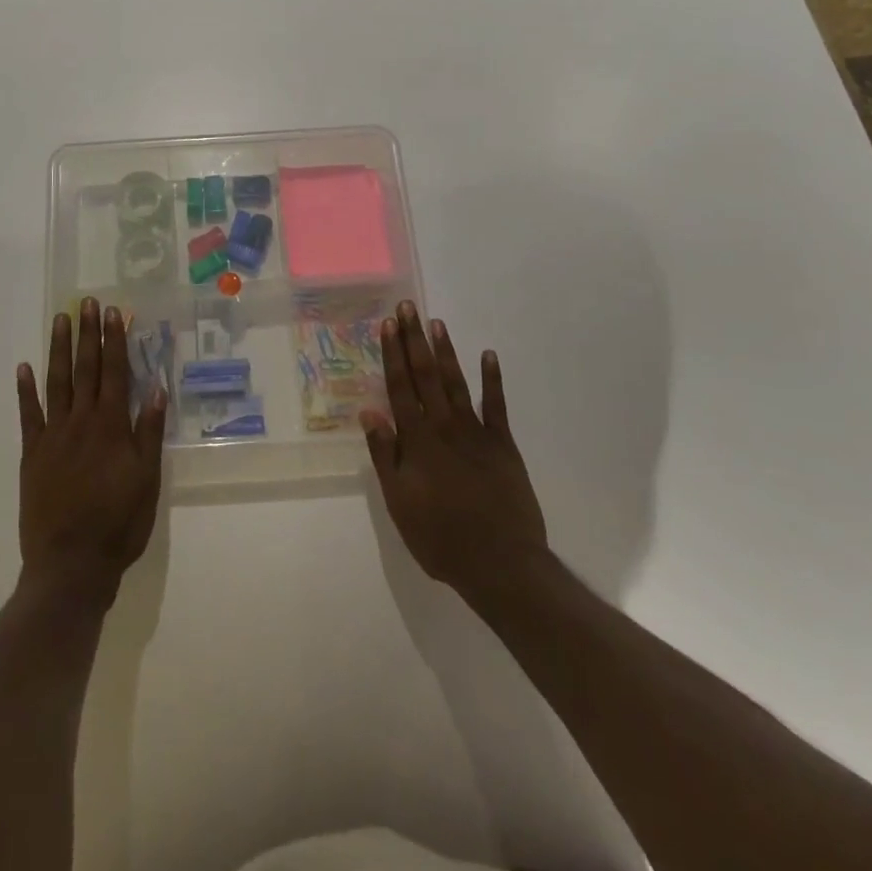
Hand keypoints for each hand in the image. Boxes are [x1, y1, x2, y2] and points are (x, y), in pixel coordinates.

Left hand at [16, 299, 166, 602]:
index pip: (115, 372)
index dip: (115, 341)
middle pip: (85, 369)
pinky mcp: (32, 454)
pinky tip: (24, 368)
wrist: (70, 565)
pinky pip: (28, 415)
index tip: (113, 312)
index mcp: (112, 426)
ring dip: (58, 349)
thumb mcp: (147, 480)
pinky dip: (26, 390)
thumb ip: (149, 432)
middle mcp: (82, 421)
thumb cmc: (118, 524)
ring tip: (60, 320)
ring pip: (57, 382)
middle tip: (86, 302)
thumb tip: (156, 388)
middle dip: (87, 334)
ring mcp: (53, 436)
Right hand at [361, 302, 549, 612]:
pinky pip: (496, 405)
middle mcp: (444, 426)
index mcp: (417, 440)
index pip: (400, 387)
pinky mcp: (503, 444)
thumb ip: (385, 454)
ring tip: (436, 323)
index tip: (387, 325)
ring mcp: (476, 432)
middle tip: (408, 307)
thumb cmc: (440, 537)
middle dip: (414, 339)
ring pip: (456, 382)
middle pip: (425, 375)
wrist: (501, 563)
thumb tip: (368, 410)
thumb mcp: (399, 502)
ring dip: (445, 351)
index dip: (392, 354)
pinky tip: (488, 355)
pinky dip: (492, 379)